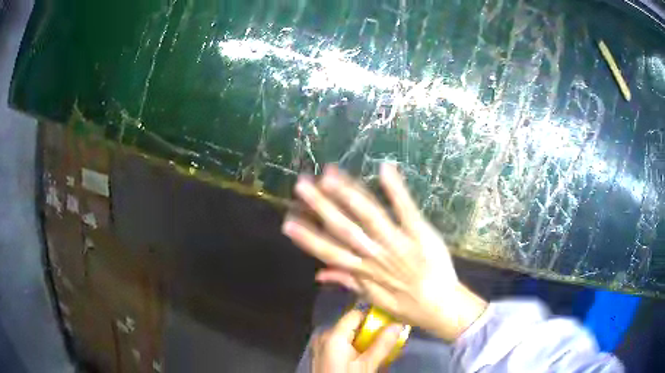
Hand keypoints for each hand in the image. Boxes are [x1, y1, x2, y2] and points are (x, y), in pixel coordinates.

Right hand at [282, 164, 486, 341]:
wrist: (441, 305)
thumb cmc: (407, 306)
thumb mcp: (373, 299)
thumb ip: (347, 282)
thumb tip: (318, 273)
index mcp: (364, 271)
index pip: (329, 252)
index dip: (307, 237)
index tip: (288, 221)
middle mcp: (376, 254)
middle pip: (344, 228)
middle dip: (321, 206)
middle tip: (301, 185)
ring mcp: (399, 241)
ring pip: (369, 216)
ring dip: (348, 194)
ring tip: (329, 175)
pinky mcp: (420, 233)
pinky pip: (406, 209)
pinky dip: (395, 189)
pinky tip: (384, 168)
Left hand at [312, 309, 403, 372]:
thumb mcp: (367, 365)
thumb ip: (382, 344)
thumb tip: (398, 324)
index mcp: (333, 335)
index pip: (355, 314)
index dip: (373, 315)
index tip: (390, 319)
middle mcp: (324, 336)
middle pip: (351, 325)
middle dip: (370, 330)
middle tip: (389, 335)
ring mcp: (320, 346)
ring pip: (346, 336)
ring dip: (364, 340)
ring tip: (380, 346)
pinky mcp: (321, 355)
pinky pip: (340, 344)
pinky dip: (353, 347)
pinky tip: (365, 355)